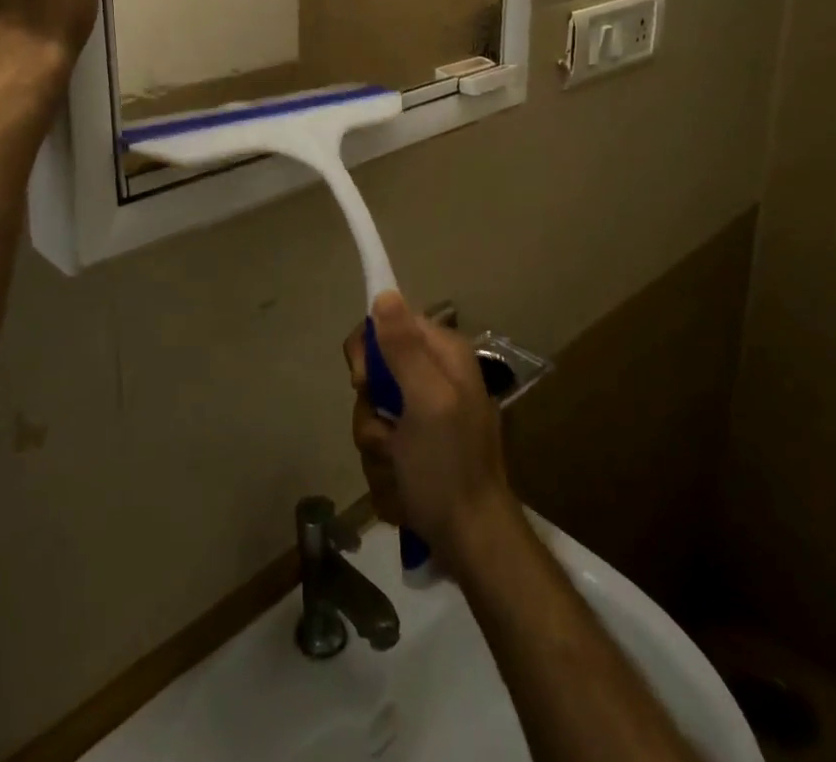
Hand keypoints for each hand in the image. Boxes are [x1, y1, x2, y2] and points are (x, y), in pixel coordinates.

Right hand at [343, 293, 520, 568]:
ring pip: (371, 411)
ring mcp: (424, 414)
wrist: (472, 542)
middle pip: (374, 371)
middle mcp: (434, 376)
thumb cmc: (449, 467)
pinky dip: (384, 466)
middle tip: (388, 434)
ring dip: (375, 444)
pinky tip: (403, 486)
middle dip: (371, 410)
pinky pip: (379, 441)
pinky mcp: (415, 447)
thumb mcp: (426, 401)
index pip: (388, 322)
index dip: (368, 350)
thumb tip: (384, 293)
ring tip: (399, 467)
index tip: (363, 381)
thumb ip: (404, 348)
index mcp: (444, 354)